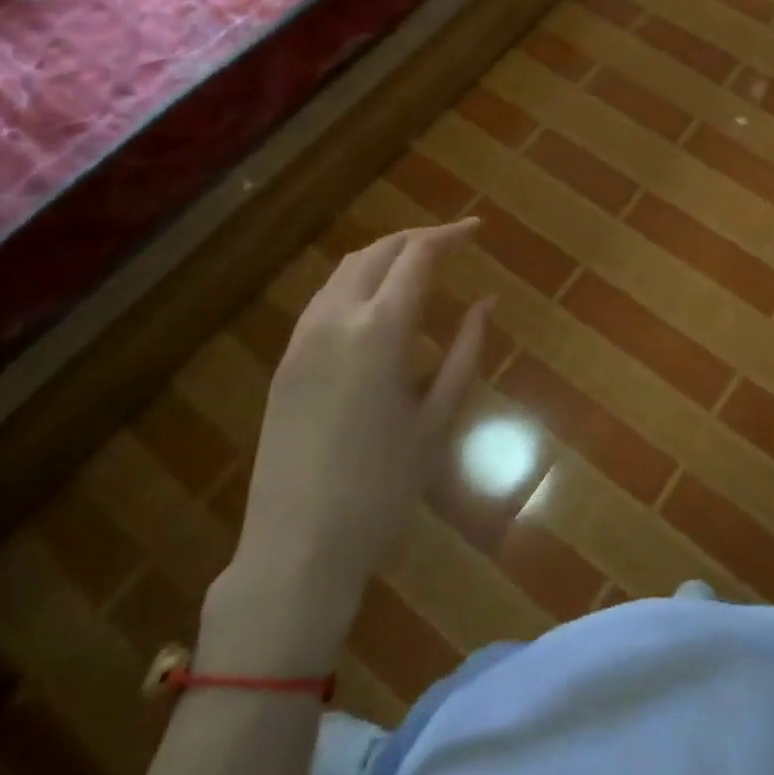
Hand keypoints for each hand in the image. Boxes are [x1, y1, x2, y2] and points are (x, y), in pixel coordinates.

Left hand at [204, 219, 490, 668]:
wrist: (298, 545)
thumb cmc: (383, 487)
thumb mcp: (438, 419)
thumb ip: (466, 352)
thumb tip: (487, 302)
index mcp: (380, 329)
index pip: (417, 256)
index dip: (449, 235)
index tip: (477, 229)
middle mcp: (336, 318)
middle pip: (378, 252)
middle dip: (417, 239)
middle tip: (452, 243)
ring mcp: (303, 338)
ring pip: (346, 270)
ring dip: (384, 257)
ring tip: (418, 269)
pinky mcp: (286, 360)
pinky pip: (325, 299)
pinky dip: (357, 283)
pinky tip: (377, 307)